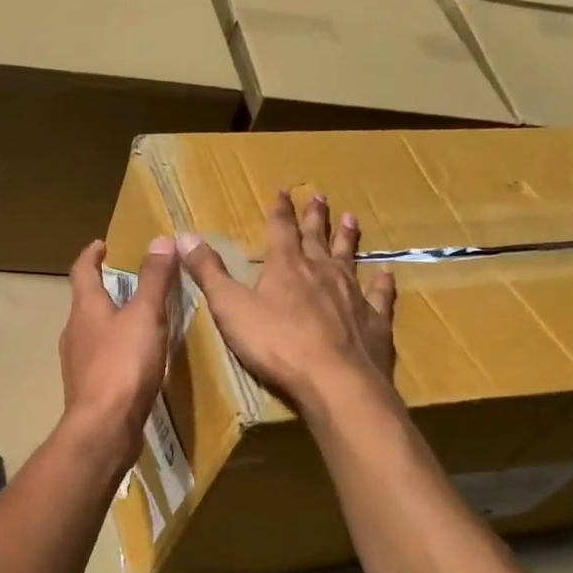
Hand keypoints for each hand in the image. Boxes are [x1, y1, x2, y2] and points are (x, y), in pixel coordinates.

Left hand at [58, 238, 179, 473]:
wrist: (104, 427)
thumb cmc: (123, 364)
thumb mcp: (146, 315)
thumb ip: (154, 279)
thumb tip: (160, 240)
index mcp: (85, 308)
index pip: (82, 270)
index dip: (92, 254)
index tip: (102, 244)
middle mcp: (74, 331)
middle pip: (85, 301)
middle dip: (104, 288)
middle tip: (128, 280)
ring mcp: (78, 362)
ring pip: (93, 331)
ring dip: (110, 320)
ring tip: (137, 318)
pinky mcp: (88, 388)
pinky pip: (101, 358)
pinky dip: (116, 349)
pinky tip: (135, 359)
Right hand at [179, 191, 395, 409]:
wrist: (335, 380)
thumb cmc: (276, 343)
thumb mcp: (230, 307)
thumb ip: (209, 272)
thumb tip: (185, 236)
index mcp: (286, 267)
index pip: (281, 230)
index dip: (279, 211)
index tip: (283, 192)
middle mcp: (321, 272)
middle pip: (317, 238)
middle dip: (315, 217)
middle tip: (319, 197)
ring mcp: (352, 294)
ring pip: (349, 257)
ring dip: (348, 238)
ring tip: (351, 218)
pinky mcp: (374, 320)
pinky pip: (380, 295)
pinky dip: (383, 283)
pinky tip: (387, 273)